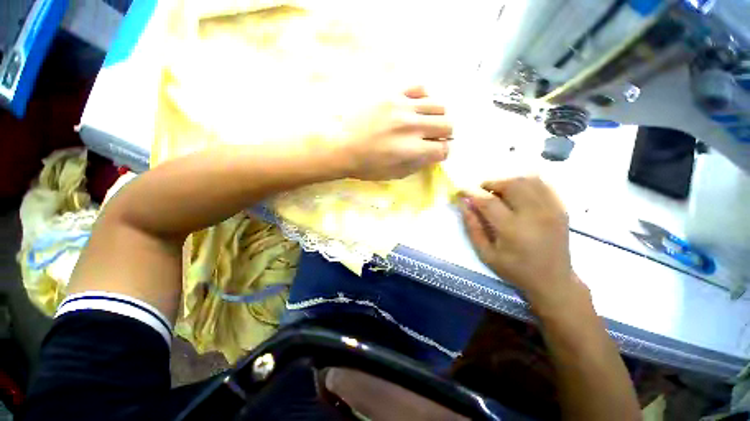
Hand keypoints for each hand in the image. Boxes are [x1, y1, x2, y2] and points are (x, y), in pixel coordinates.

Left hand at [331, 86, 452, 179]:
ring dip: (437, 117)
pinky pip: (419, 87)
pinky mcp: (392, 92)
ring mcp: (403, 106)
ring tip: (425, 122)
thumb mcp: (394, 174)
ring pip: (438, 105)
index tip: (436, 152)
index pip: (443, 149)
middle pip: (447, 125)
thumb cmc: (366, 165)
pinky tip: (415, 106)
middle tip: (433, 138)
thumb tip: (432, 154)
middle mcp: (413, 126)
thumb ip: (417, 164)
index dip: (442, 153)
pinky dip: (422, 98)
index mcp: (412, 150)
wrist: (339, 145)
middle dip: (444, 135)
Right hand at [459, 177, 581, 306]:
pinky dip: (525, 183)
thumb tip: (463, 204)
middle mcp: (534, 215)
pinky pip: (542, 184)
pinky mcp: (561, 208)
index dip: (471, 192)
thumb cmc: (515, 269)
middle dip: (491, 184)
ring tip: (499, 192)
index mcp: (513, 229)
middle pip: (511, 184)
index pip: (488, 201)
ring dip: (508, 182)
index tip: (460, 191)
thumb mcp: (486, 254)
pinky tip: (517, 193)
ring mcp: (551, 210)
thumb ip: (472, 227)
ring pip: (528, 180)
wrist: (553, 280)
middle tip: (482, 192)